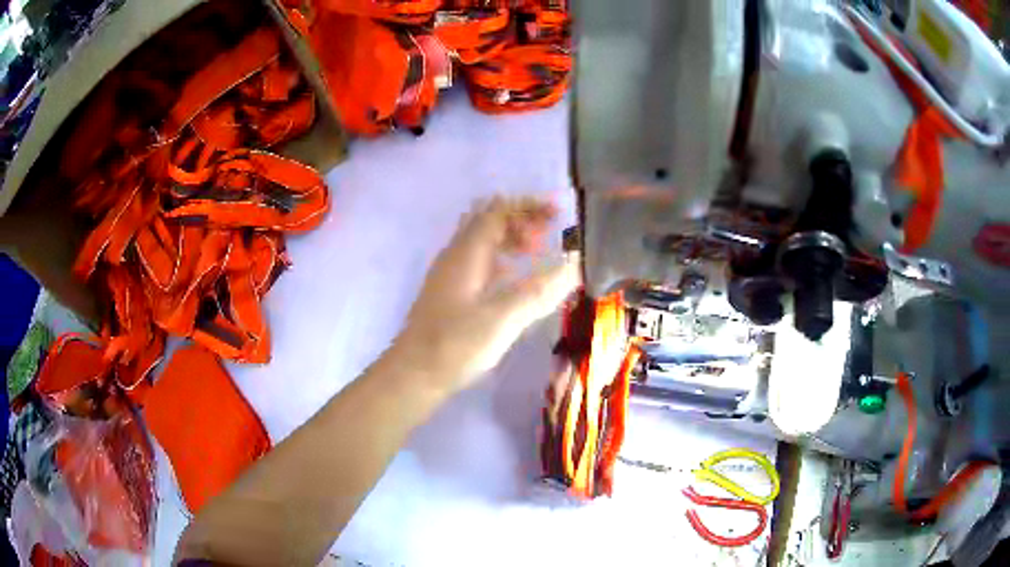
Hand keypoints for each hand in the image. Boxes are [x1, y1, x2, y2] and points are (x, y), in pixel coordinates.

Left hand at [395, 196, 580, 396]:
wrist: (414, 374)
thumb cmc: (455, 345)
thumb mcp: (503, 319)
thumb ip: (540, 291)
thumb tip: (575, 265)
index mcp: (466, 253)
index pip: (497, 211)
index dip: (527, 205)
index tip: (557, 212)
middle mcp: (455, 256)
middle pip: (487, 221)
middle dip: (520, 219)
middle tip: (549, 232)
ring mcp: (450, 274)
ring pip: (481, 242)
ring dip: (509, 239)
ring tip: (537, 252)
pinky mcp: (450, 293)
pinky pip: (478, 262)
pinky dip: (500, 260)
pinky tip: (514, 278)